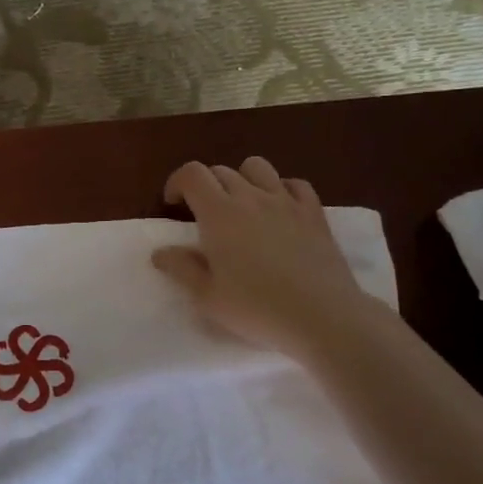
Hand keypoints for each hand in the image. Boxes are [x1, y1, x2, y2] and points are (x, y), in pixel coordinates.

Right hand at [151, 156, 370, 359]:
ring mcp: (286, 201)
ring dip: (242, 178)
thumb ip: (181, 269)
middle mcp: (250, 197)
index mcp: (218, 213)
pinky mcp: (314, 213)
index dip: (177, 182)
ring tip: (241, 204)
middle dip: (206, 186)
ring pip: (257, 167)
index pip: (192, 174)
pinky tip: (279, 209)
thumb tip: (160, 252)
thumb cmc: (256, 308)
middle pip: (221, 171)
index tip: (174, 204)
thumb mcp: (207, 297)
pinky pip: (295, 184)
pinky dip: (281, 189)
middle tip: (204, 216)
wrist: (322, 316)